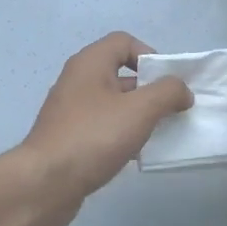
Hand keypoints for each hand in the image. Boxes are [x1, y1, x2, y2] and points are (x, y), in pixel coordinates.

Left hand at [11, 32, 192, 225]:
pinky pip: (102, 127)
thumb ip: (167, 93)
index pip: (124, 42)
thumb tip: (182, 90)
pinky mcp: (69, 139)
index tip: (167, 83)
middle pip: (120, 73)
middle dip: (149, 89)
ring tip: (159, 134)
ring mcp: (71, 111)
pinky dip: (121, 135)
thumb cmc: (93, 137)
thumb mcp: (140, 110)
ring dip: (138, 115)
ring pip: (113, 103)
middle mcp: (78, 81)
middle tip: (171, 111)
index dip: (150, 56)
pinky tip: (135, 155)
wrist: (45, 184)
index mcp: (90, 63)